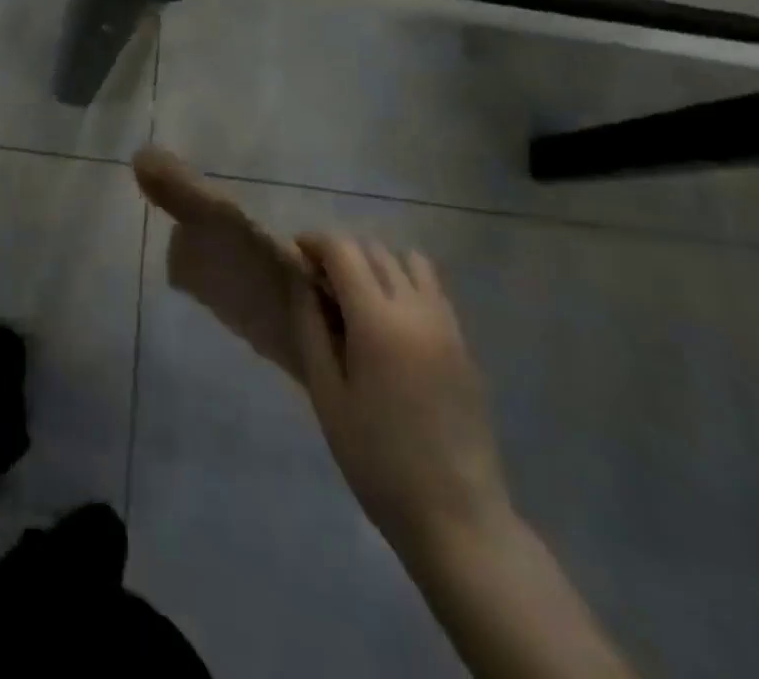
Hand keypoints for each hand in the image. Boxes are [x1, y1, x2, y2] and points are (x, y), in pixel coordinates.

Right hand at [290, 235, 511, 558]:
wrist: (456, 516)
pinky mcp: (464, 345)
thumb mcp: (326, 393)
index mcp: (378, 321)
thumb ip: (310, 327)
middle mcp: (416, 310)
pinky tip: (389, 322)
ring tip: (357, 297)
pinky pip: (432, 289)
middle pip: (375, 250)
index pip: (343, 250)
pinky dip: (405, 284)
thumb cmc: (376, 458)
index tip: (295, 255)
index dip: (314, 242)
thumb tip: (302, 280)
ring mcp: (447, 325)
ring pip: (410, 262)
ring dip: (378, 264)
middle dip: (342, 253)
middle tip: (319, 282)